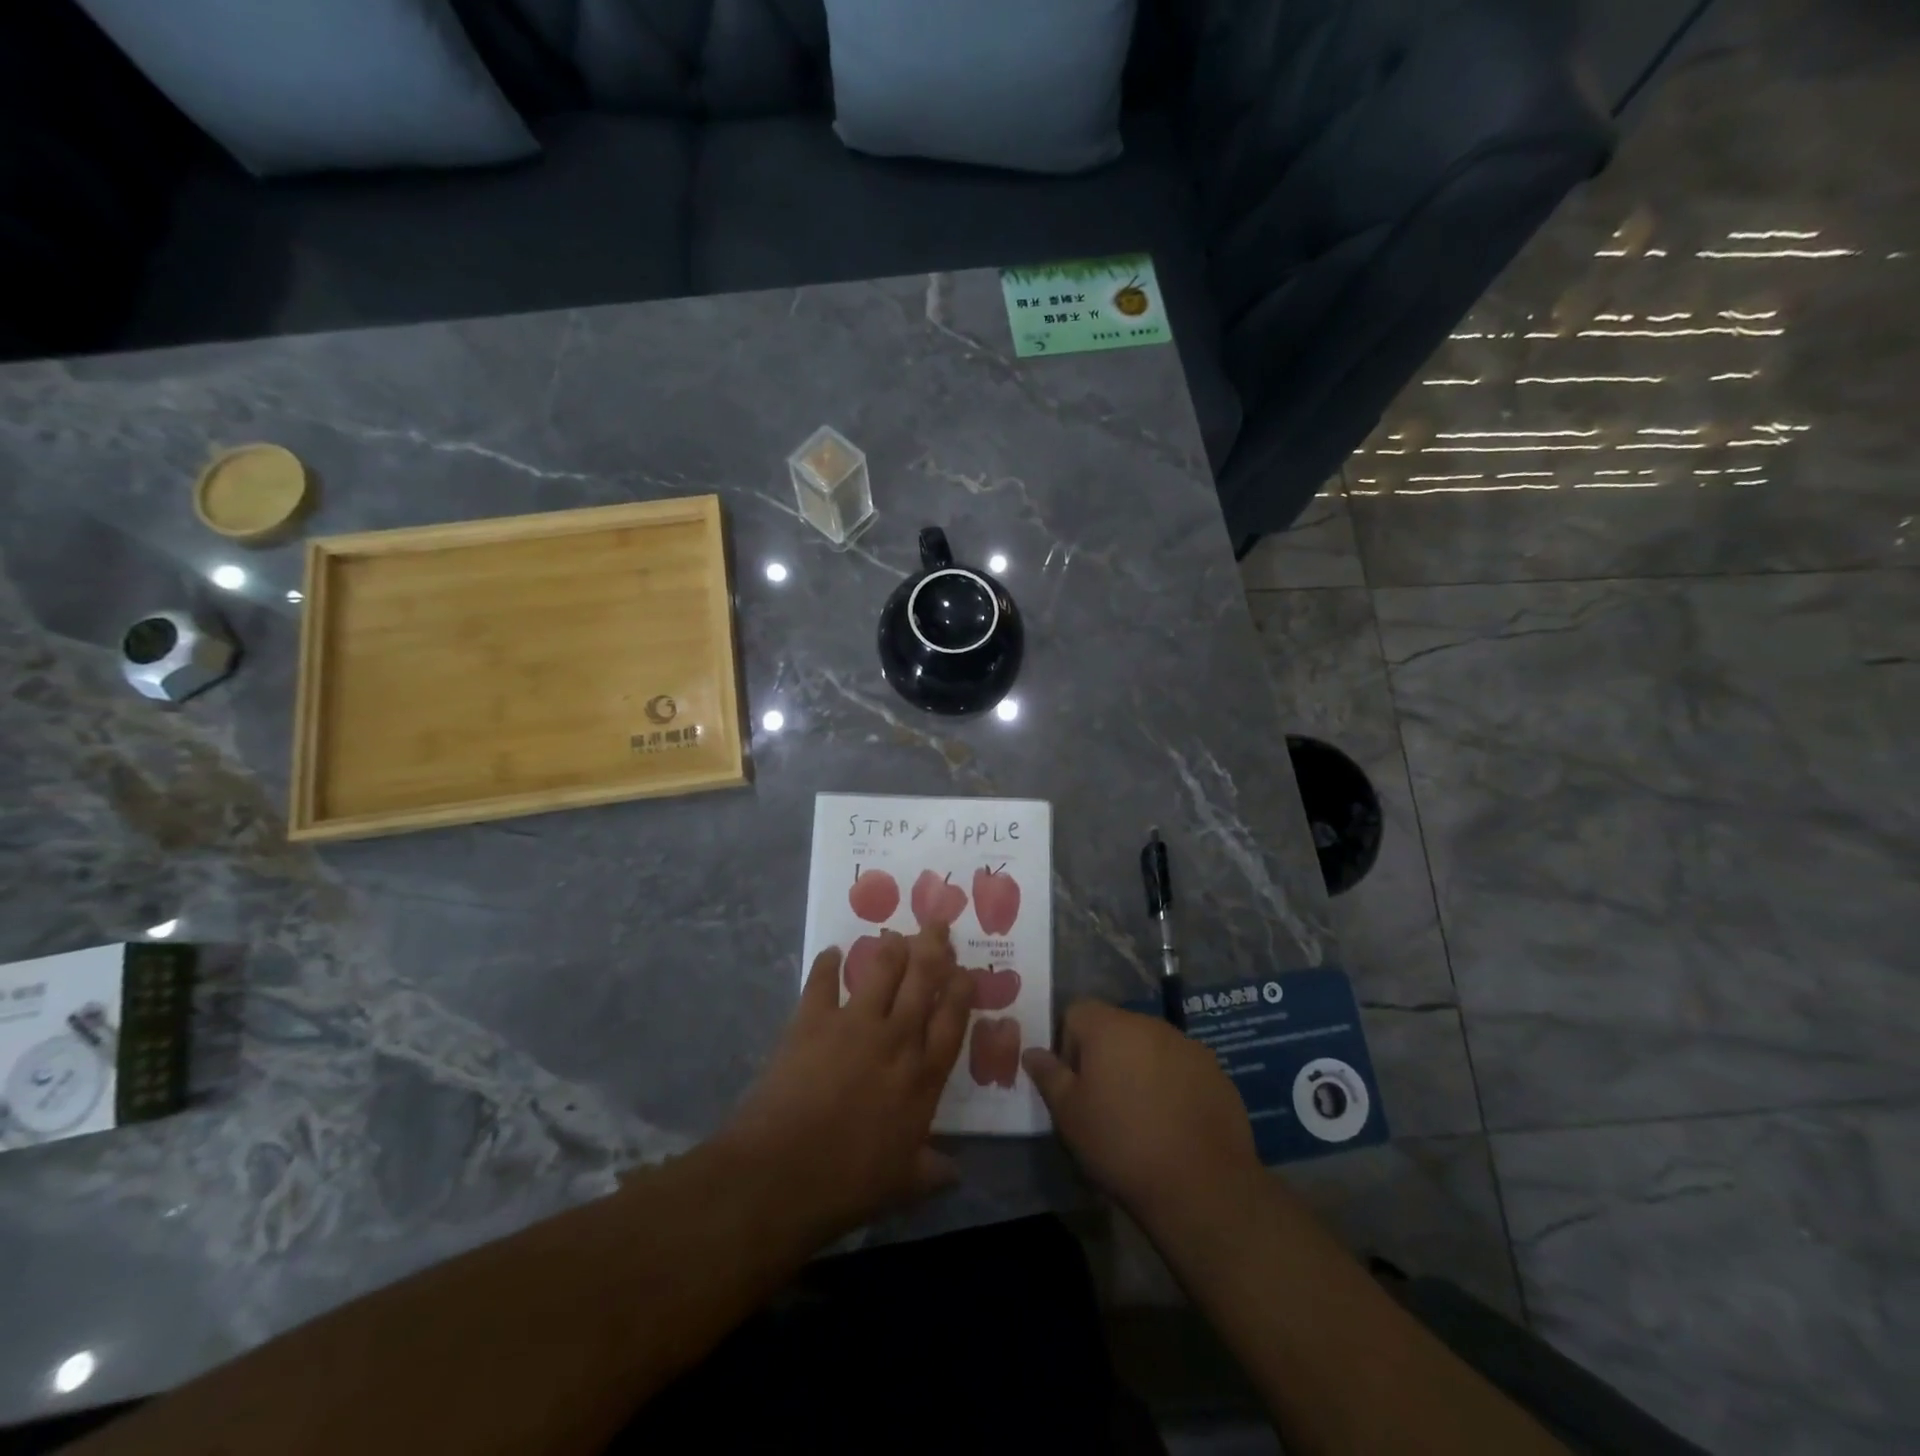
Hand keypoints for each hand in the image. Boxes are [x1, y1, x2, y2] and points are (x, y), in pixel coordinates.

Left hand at [719, 923, 974, 1238]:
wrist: (783, 1173)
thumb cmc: (849, 1183)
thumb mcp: (903, 1185)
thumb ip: (932, 1172)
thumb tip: (957, 1174)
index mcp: (922, 1076)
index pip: (952, 1020)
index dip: (961, 990)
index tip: (966, 969)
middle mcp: (896, 1039)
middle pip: (922, 981)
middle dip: (933, 948)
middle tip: (937, 924)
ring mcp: (853, 1024)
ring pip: (881, 971)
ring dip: (891, 948)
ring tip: (895, 933)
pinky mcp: (811, 1020)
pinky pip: (821, 982)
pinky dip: (825, 964)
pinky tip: (830, 951)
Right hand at [1022, 1001, 1261, 1229]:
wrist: (1202, 1185)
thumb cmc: (1122, 1144)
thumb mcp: (1069, 1115)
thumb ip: (1049, 1075)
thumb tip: (1032, 1051)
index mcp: (1109, 1026)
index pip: (1076, 1012)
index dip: (1067, 1044)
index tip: (1074, 1083)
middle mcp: (1149, 1023)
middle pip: (1115, 1027)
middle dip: (1105, 1056)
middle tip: (1104, 1102)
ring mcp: (1187, 1045)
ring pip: (1150, 1046)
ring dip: (1140, 1069)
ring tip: (1141, 1116)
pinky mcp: (1216, 1071)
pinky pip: (1181, 1067)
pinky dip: (1172, 1085)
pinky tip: (1174, 1124)